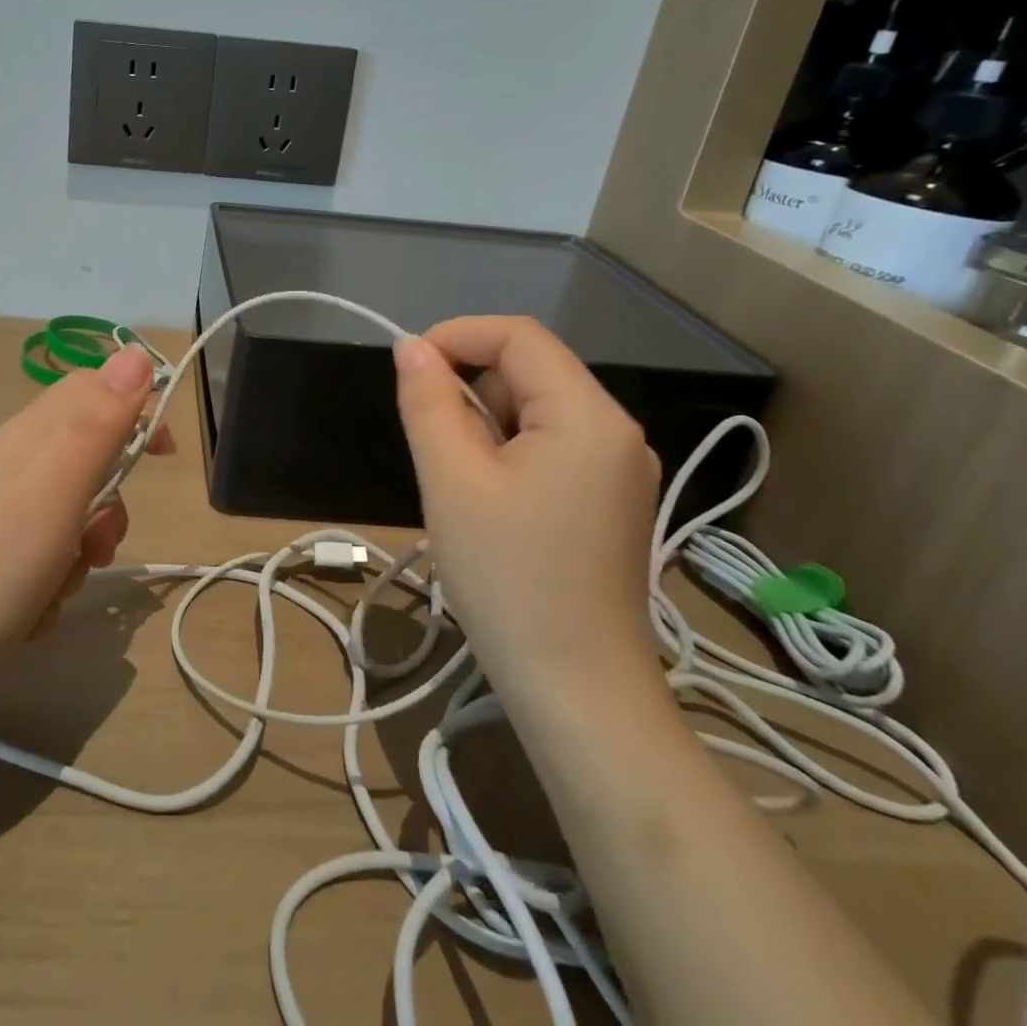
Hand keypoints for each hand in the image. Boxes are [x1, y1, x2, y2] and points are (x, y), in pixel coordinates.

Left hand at [0, 344, 173, 700]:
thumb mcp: (56, 486)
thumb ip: (99, 420)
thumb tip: (136, 353)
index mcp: (29, 436)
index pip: (94, 390)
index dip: (136, 410)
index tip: (163, 455)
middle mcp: (9, 464)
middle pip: (86, 460)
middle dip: (107, 505)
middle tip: (98, 543)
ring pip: (67, 517)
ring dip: (78, 553)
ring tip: (58, 588)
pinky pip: (39, 558)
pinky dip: (47, 584)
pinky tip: (29, 614)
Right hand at [392, 317, 659, 693]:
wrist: (576, 691)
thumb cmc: (507, 578)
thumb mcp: (451, 480)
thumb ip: (428, 402)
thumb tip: (411, 348)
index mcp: (589, 416)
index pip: (518, 336)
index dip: (456, 336)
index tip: (407, 371)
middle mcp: (616, 431)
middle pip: (529, 372)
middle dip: (470, 391)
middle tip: (436, 452)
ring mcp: (619, 469)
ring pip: (535, 411)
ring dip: (485, 427)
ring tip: (463, 488)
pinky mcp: (609, 500)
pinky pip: (549, 447)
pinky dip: (507, 455)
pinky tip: (490, 506)